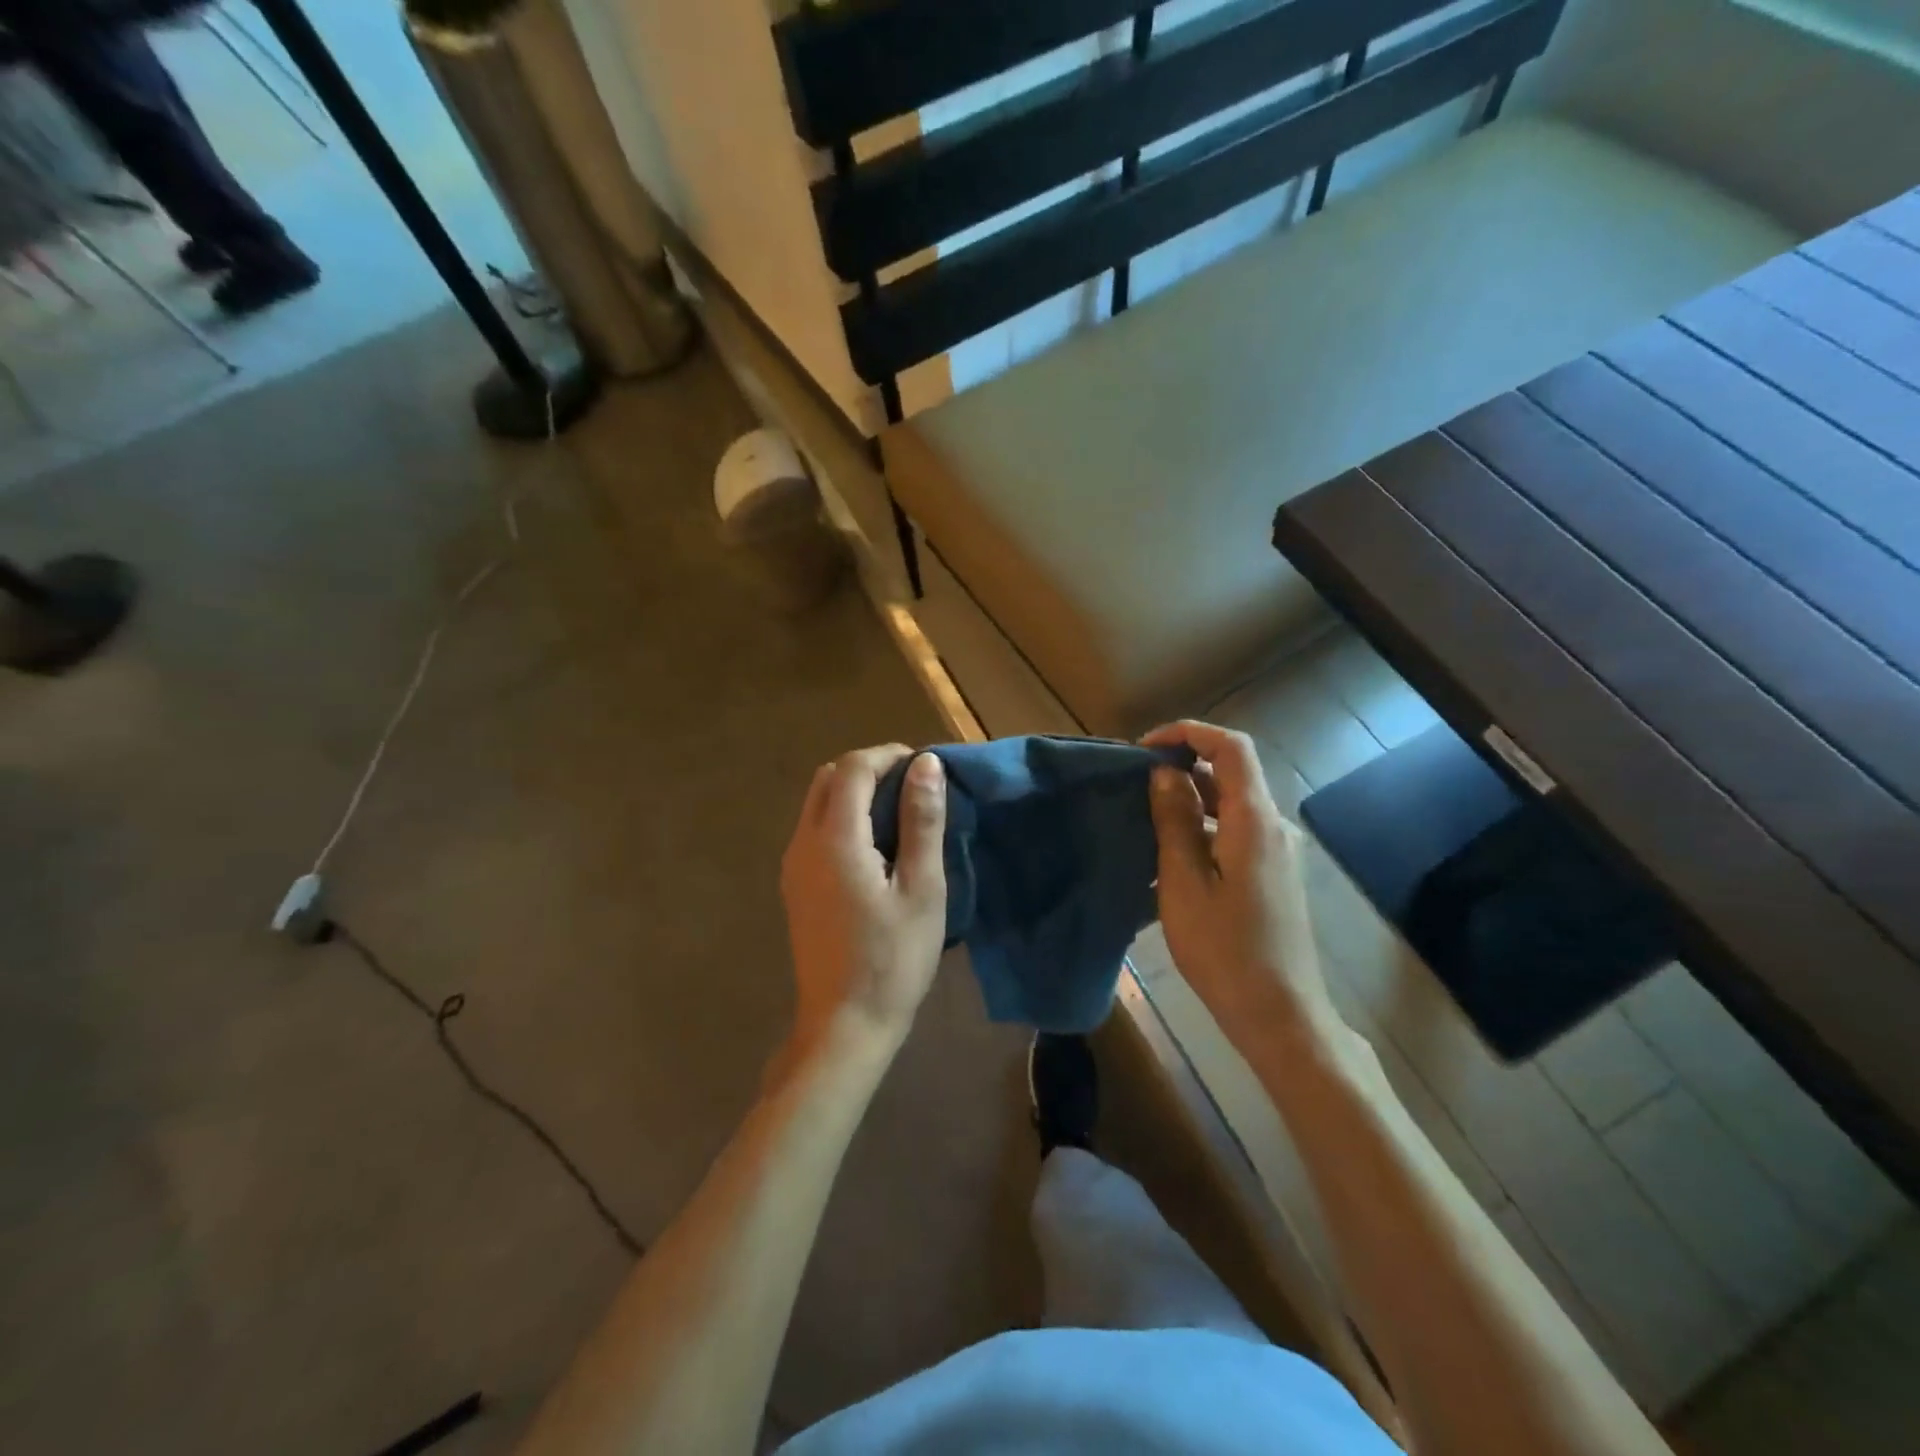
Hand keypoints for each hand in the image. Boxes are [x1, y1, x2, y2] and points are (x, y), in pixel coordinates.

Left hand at [780, 745, 947, 1054]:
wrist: (844, 1025)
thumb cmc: (892, 959)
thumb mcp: (922, 888)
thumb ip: (922, 821)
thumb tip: (925, 764)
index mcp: (834, 839)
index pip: (852, 768)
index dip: (888, 756)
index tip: (924, 768)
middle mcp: (803, 843)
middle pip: (828, 778)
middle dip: (869, 769)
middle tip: (913, 788)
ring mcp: (793, 866)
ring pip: (817, 803)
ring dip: (855, 792)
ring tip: (900, 814)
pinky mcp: (795, 886)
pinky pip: (815, 830)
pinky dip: (844, 817)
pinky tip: (876, 846)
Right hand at [1143, 721, 1342, 1049]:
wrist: (1281, 1016)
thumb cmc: (1225, 952)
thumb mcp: (1184, 884)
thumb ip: (1175, 822)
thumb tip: (1165, 773)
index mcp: (1254, 821)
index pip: (1231, 746)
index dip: (1189, 733)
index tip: (1144, 748)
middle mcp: (1273, 826)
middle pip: (1231, 772)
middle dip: (1182, 765)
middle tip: (1134, 785)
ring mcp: (1277, 851)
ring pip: (1231, 803)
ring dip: (1190, 798)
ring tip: (1143, 817)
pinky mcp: (1273, 873)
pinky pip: (1235, 831)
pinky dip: (1202, 826)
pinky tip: (1169, 854)